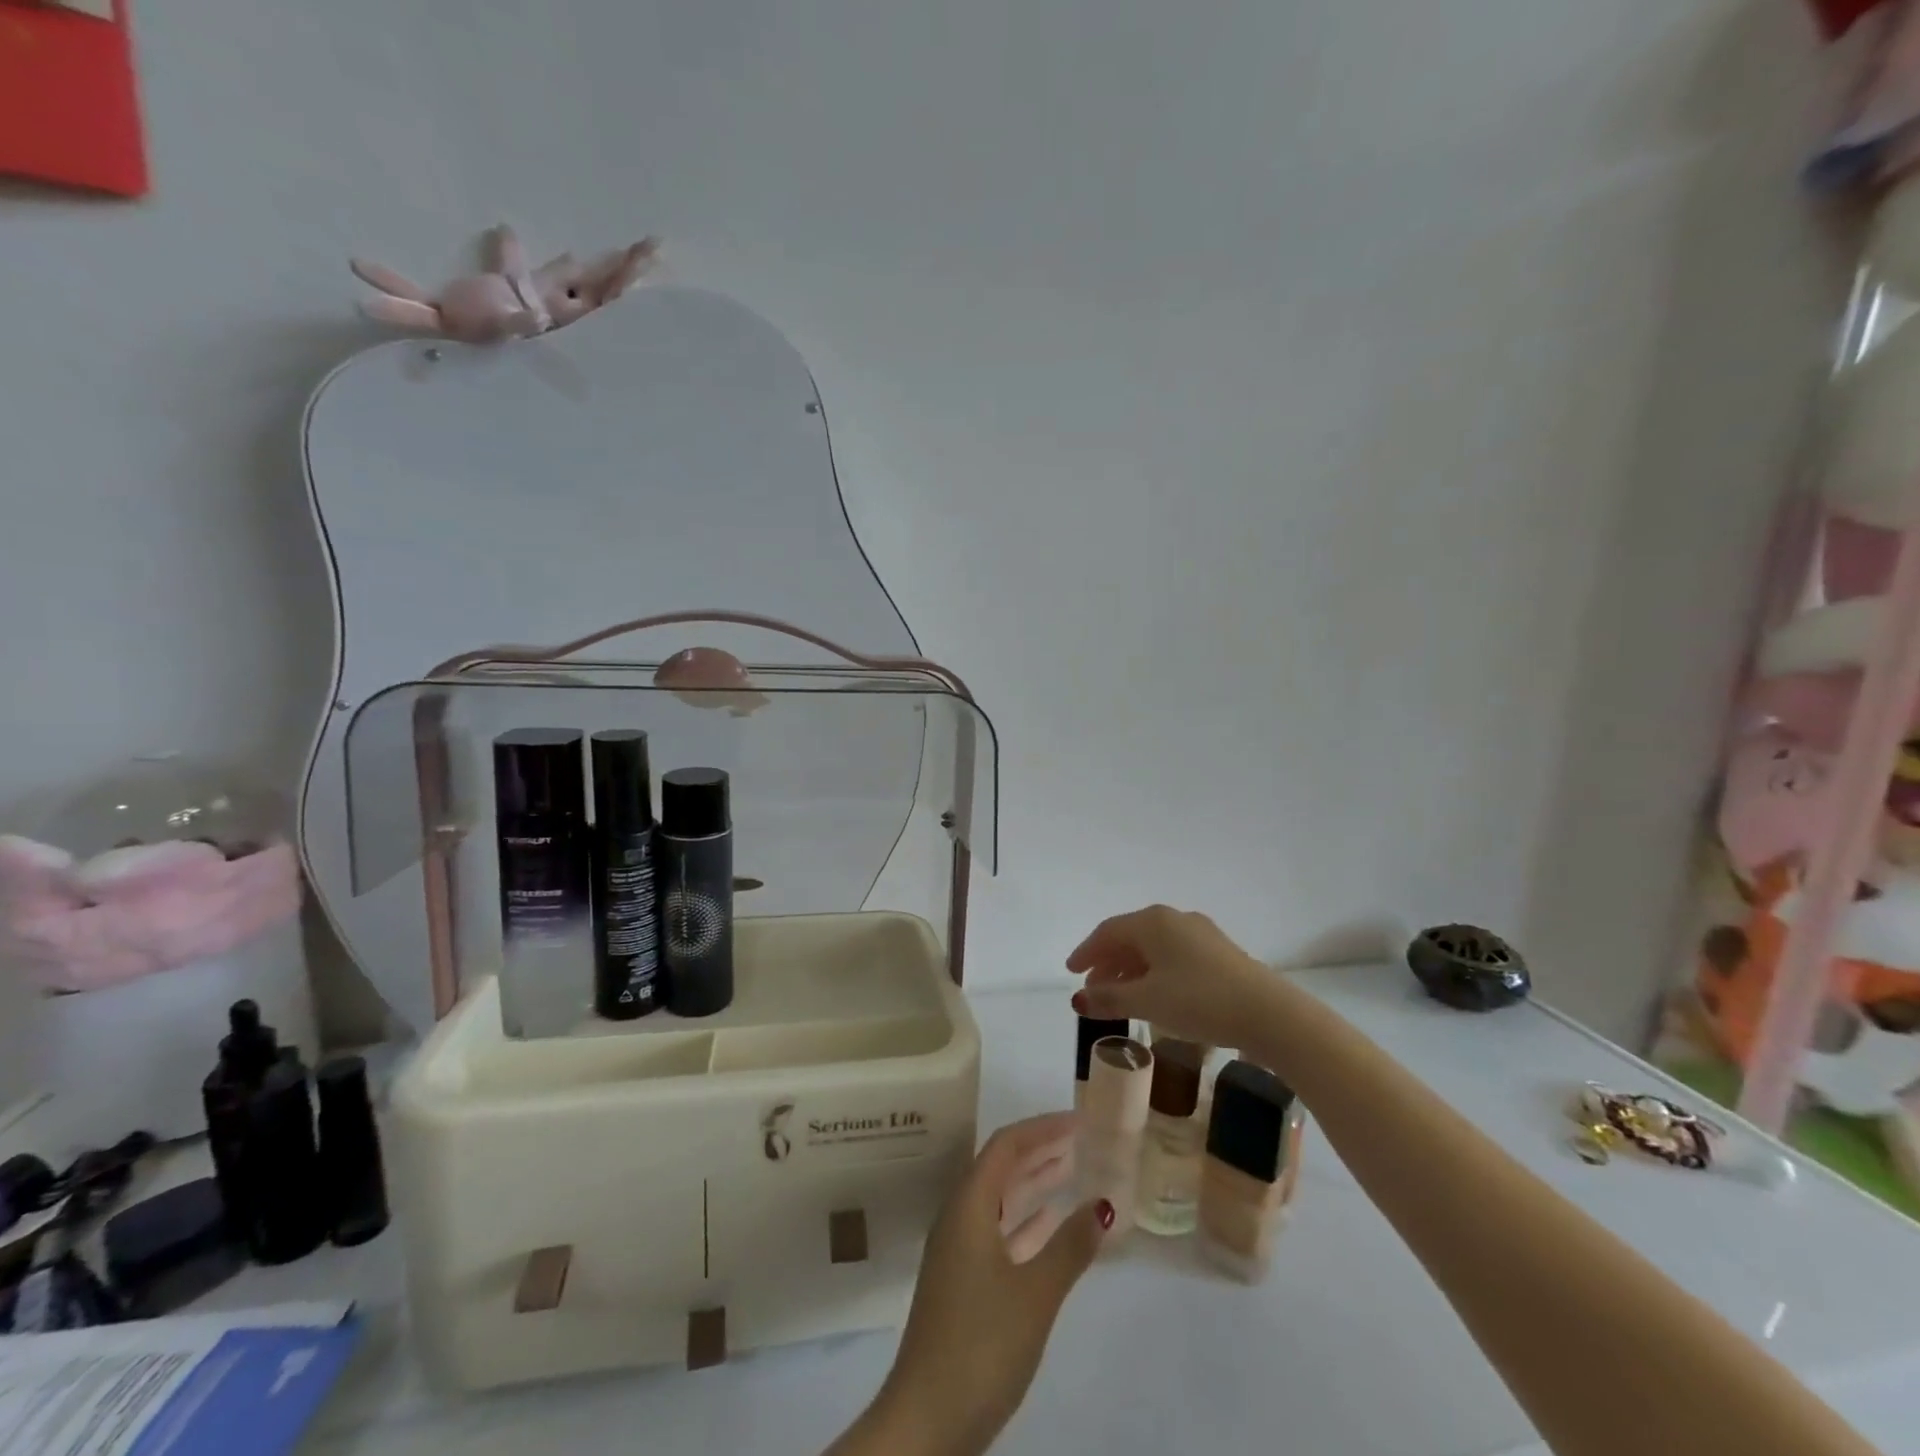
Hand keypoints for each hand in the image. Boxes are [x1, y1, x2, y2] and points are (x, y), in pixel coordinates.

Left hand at [856, 1114, 1111, 1455]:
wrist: (927, 1420)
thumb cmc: (981, 1343)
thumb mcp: (1035, 1293)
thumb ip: (1070, 1246)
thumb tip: (1104, 1204)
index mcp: (968, 1206)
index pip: (1006, 1146)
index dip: (1042, 1128)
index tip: (1078, 1121)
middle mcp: (959, 1218)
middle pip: (1001, 1167)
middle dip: (1039, 1150)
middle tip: (1081, 1140)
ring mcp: (959, 1251)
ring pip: (1000, 1200)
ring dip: (1034, 1184)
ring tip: (1072, 1171)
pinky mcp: (963, 1283)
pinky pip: (999, 1231)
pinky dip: (1026, 1221)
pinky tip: (1050, 1224)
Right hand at [1066, 904, 1268, 1049]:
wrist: (1270, 1014)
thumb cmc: (1199, 1001)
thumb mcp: (1148, 1002)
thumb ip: (1109, 998)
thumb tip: (1077, 1000)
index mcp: (1153, 922)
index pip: (1108, 932)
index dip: (1086, 952)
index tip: (1071, 972)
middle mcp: (1175, 919)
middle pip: (1131, 937)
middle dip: (1108, 963)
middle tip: (1093, 989)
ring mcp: (1201, 934)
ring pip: (1154, 948)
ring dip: (1132, 970)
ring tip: (1121, 997)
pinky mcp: (1220, 953)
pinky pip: (1174, 956)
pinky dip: (1155, 972)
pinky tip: (1157, 995)